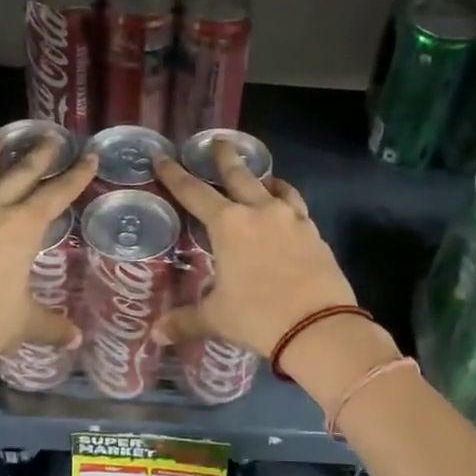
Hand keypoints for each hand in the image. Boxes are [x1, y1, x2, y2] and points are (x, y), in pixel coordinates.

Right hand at [151, 142, 356, 358]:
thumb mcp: (216, 319)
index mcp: (228, 225)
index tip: (162, 156)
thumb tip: (156, 335)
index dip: (174, 174)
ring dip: (263, 178)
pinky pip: (297, 208)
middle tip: (219, 141)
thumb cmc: (258, 317)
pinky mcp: (315, 233)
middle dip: (225, 157)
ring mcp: (291, 220)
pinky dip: (287, 202)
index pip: (193, 192)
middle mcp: (259, 212)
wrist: (319, 327)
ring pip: (274, 187)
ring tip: (261, 177)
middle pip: (239, 175)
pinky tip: (287, 210)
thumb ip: (185, 321)